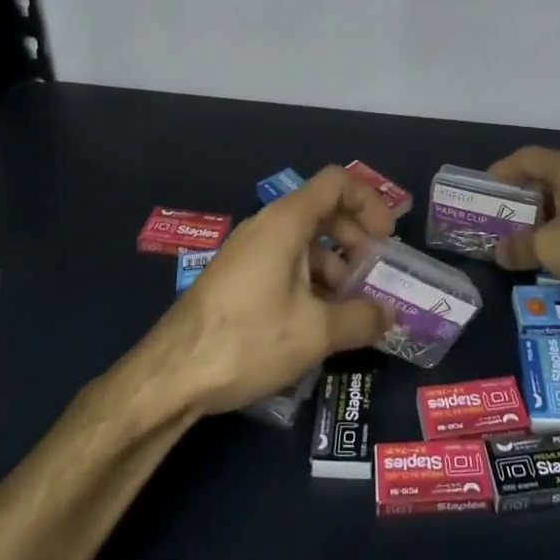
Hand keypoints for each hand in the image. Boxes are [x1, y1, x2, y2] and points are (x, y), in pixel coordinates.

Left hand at [152, 167, 396, 414]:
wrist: (170, 376)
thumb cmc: (249, 340)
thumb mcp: (316, 333)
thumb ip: (362, 318)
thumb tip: (390, 315)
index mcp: (286, 221)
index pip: (337, 183)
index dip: (369, 202)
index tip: (386, 240)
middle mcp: (267, 226)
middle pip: (323, 210)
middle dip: (356, 238)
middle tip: (374, 275)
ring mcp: (248, 251)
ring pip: (303, 240)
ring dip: (334, 264)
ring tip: (351, 306)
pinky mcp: (237, 277)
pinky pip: (284, 262)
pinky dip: (310, 279)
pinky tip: (318, 320)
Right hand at [488, 147, 559, 309]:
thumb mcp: (551, 249)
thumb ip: (521, 247)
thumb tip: (500, 251)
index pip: (526, 158)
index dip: (502, 172)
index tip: (484, 190)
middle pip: (548, 176)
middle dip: (524, 199)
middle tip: (502, 221)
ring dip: (547, 216)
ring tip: (528, 241)